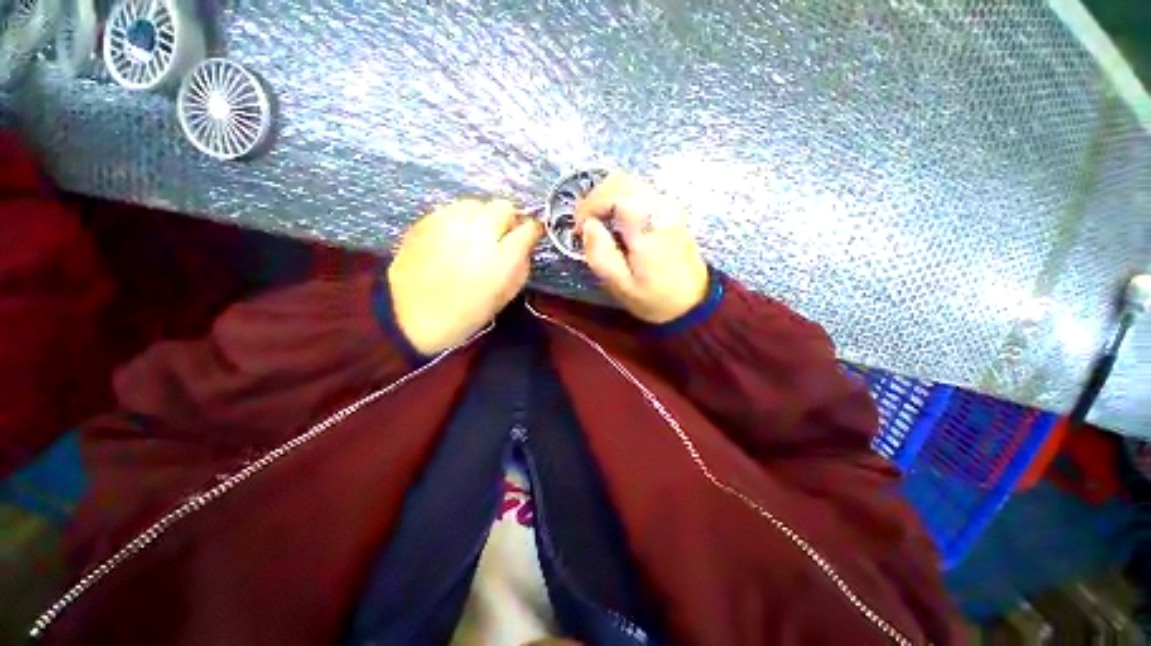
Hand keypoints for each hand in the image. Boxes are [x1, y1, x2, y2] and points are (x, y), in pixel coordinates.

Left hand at [388, 199, 541, 353]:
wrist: (412, 317)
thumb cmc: (467, 312)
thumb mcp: (506, 294)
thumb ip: (522, 264)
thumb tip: (526, 242)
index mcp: (502, 259)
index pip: (529, 228)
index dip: (533, 229)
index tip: (531, 234)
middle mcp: (478, 234)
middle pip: (503, 206)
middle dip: (509, 218)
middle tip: (503, 234)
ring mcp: (449, 224)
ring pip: (476, 203)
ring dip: (483, 216)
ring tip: (477, 234)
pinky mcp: (426, 221)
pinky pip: (452, 209)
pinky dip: (460, 219)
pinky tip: (455, 237)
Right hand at [576, 172, 708, 323]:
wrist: (692, 301)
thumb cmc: (654, 297)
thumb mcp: (621, 285)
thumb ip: (600, 254)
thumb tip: (588, 226)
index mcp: (648, 226)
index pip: (613, 194)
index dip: (589, 206)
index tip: (579, 228)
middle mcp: (661, 206)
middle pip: (620, 181)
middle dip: (595, 198)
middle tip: (584, 224)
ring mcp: (669, 204)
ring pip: (630, 182)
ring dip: (607, 198)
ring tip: (598, 223)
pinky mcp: (671, 208)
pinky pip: (639, 191)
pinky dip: (620, 200)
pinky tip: (615, 221)